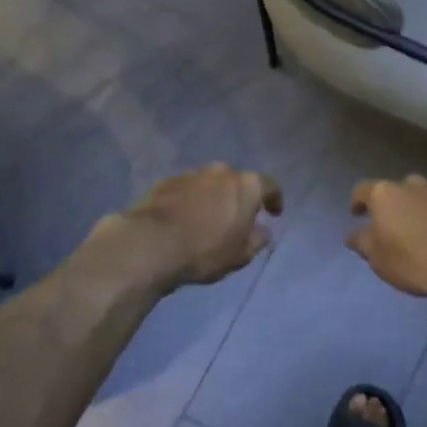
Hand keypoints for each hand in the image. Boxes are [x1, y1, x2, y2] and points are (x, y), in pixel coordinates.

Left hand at [115, 163, 282, 288]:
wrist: (151, 244)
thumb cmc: (206, 250)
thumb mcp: (241, 255)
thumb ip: (258, 239)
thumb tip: (262, 230)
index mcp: (246, 186)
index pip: (270, 186)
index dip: (274, 199)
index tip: (274, 213)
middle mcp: (221, 172)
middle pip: (237, 182)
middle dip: (239, 197)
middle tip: (237, 218)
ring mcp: (191, 174)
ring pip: (210, 184)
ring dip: (213, 198)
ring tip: (207, 221)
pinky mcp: (166, 182)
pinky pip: (187, 190)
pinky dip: (190, 201)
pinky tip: (184, 220)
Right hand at [346, 175, 426, 298]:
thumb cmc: (416, 261)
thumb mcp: (379, 260)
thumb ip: (362, 242)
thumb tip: (353, 233)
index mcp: (386, 194)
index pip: (362, 190)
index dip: (357, 202)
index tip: (358, 215)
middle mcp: (413, 184)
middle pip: (396, 192)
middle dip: (393, 207)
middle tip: (394, 229)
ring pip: (423, 197)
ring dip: (419, 211)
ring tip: (422, 235)